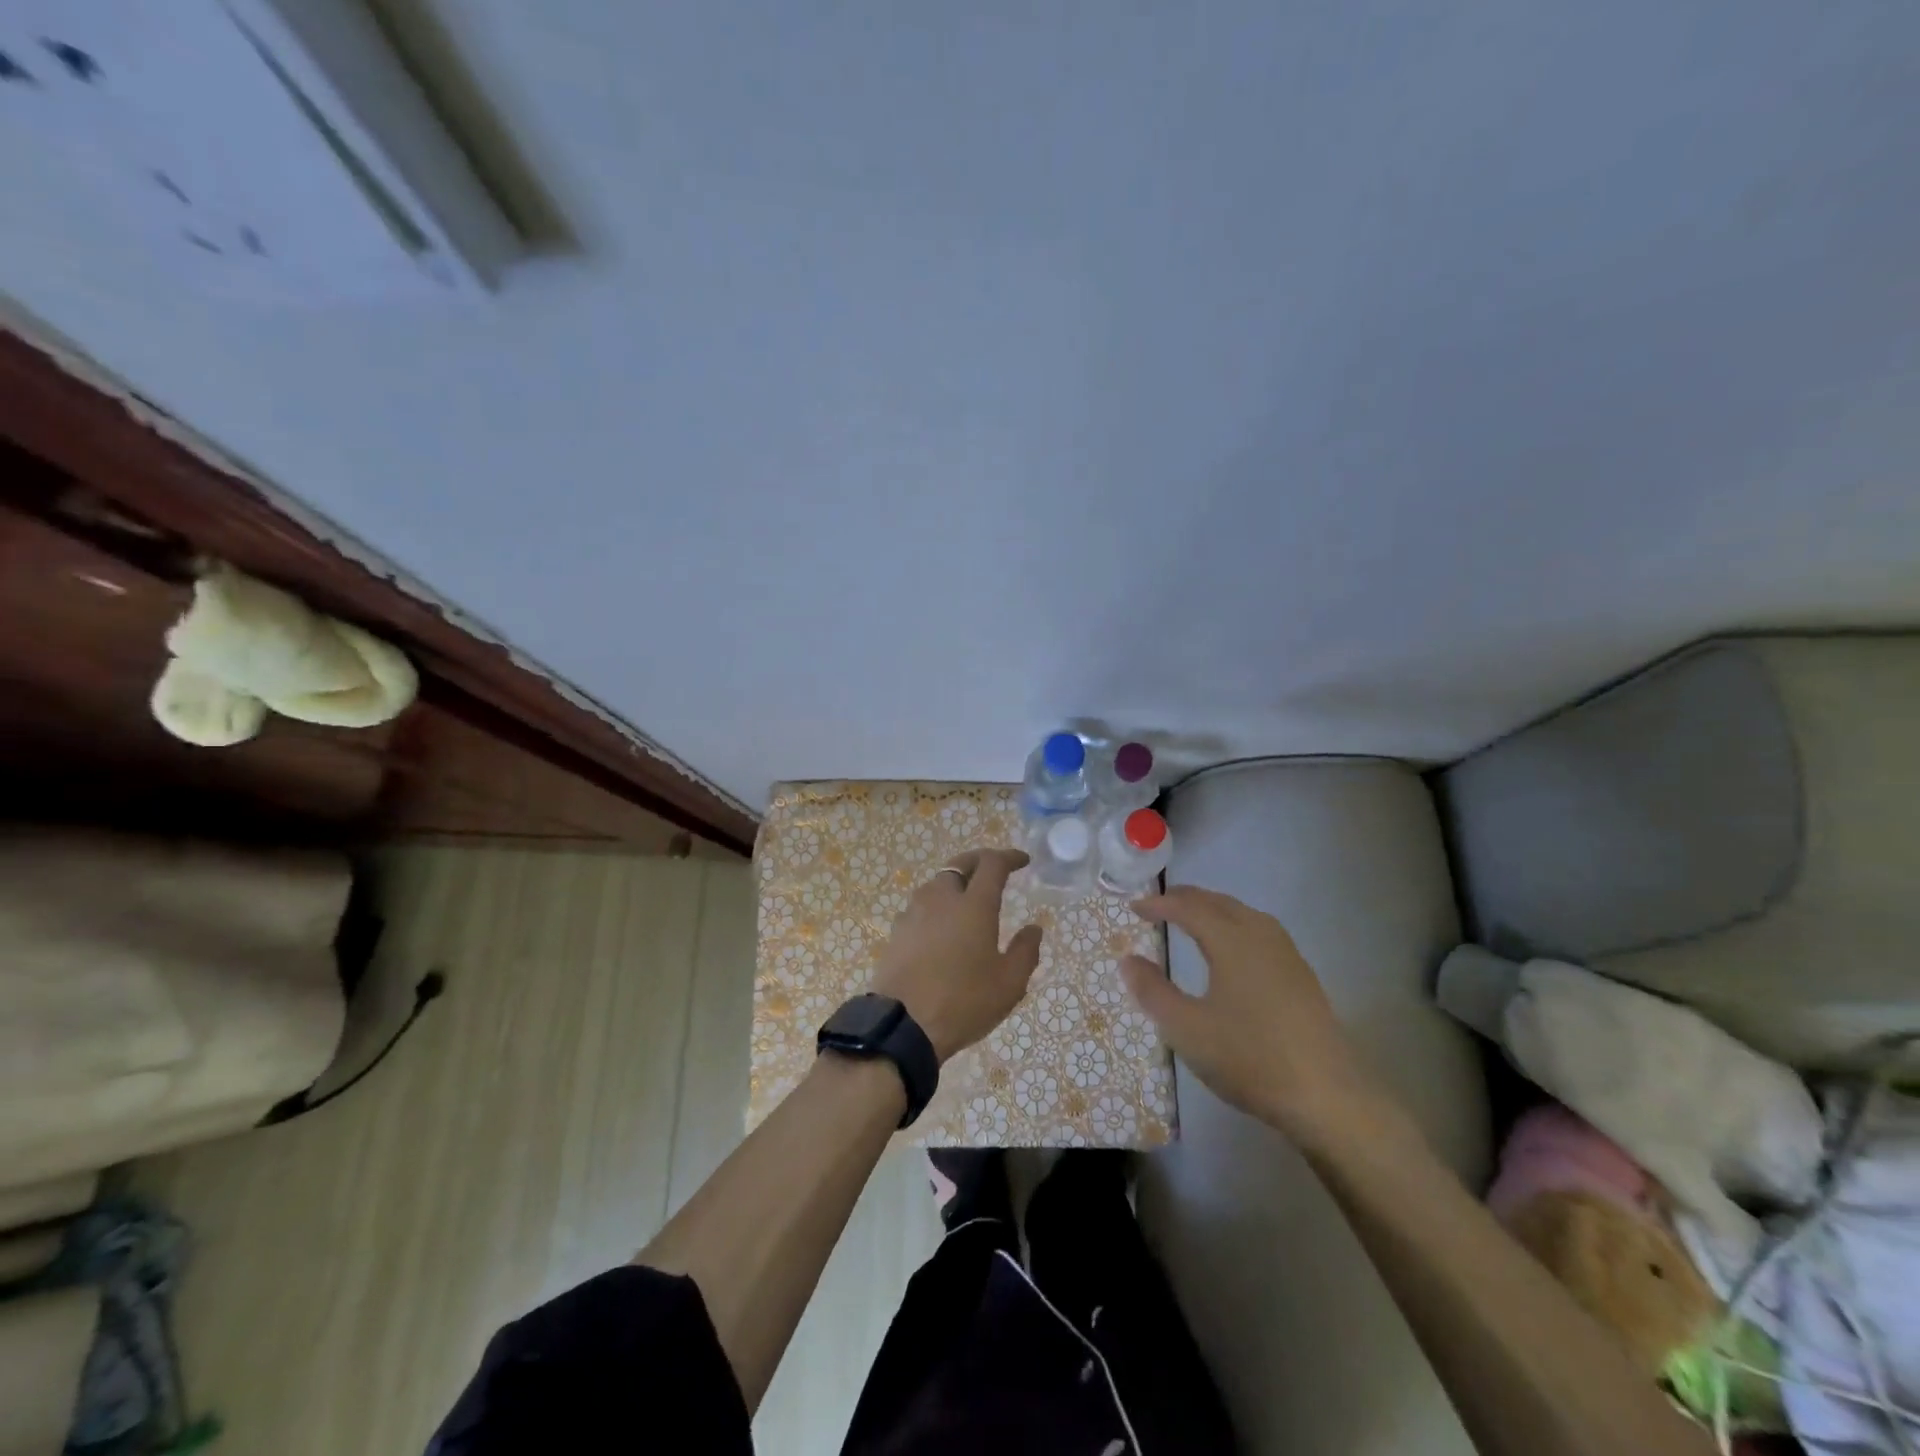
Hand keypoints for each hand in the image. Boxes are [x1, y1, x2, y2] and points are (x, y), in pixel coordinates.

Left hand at [871, 849, 1043, 1063]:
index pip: (992, 864)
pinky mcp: (897, 931)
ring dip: (955, 882)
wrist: (902, 1024)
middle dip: (979, 860)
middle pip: (959, 864)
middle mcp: (942, 898)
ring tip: (968, 897)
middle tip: (994, 868)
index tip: (1023, 861)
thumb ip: (1025, 951)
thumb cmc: (963, 1001)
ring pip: (937, 883)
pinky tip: (941, 925)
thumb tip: (1034, 928)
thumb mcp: (1009, 983)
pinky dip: (937, 905)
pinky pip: (921, 906)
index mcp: (974, 905)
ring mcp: (914, 913)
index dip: (1009, 857)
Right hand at [1121, 885, 1386, 1145]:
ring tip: (1191, 920)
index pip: (1188, 907)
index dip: (1159, 904)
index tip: (1134, 907)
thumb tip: (1128, 960)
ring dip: (1212, 909)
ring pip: (1242, 914)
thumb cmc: (1250, 1058)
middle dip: (1185, 899)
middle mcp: (1260, 935)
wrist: (1328, 1097)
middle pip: (1218, 902)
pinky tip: (1232, 950)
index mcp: (1231, 940)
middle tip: (1158, 906)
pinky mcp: (1301, 976)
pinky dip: (1233, 925)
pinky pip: (1259, 931)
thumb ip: (1152, 991)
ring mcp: (1286, 954)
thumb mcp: (1186, 1029)